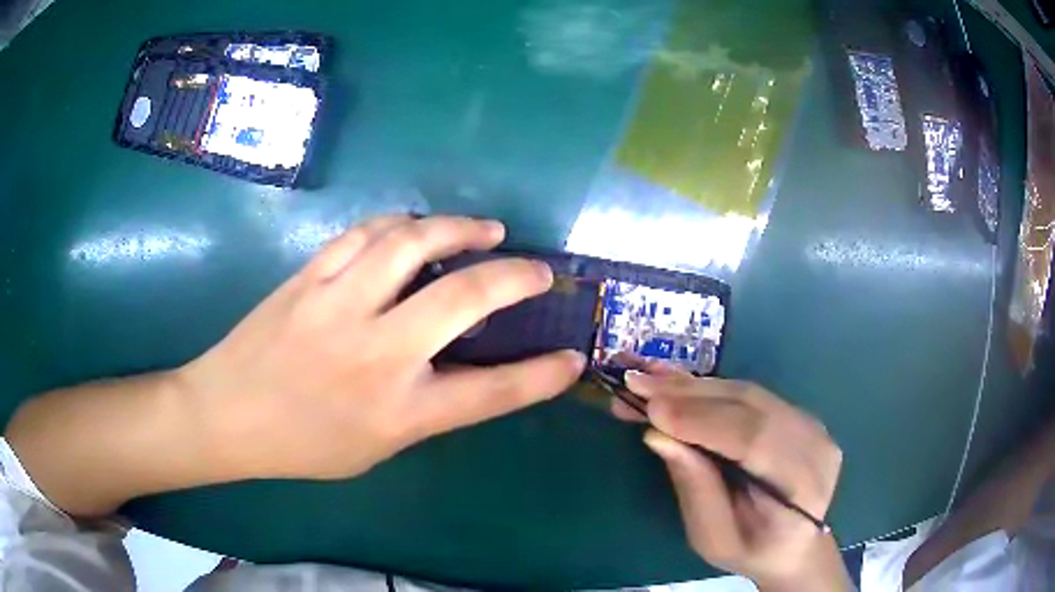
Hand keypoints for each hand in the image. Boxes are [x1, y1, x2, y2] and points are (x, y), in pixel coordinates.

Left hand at [181, 214, 585, 480]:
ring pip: (412, 243)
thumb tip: (457, 368)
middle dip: (515, 278)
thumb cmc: (301, 445)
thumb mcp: (375, 448)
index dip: (542, 376)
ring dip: (459, 228)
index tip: (571, 357)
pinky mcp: (310, 277)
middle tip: (537, 270)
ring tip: (486, 229)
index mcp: (398, 412)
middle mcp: (377, 353)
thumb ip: (422, 408)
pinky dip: (401, 224)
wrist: (226, 414)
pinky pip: (365, 234)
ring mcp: (339, 305)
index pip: (492, 392)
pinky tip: (415, 227)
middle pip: (464, 299)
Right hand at [611, 359, 848, 591]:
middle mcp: (814, 442)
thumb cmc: (751, 551)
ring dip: (694, 385)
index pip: (755, 438)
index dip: (703, 420)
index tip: (651, 409)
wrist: (794, 545)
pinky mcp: (796, 414)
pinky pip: (750, 394)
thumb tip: (658, 435)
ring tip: (647, 378)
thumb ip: (694, 488)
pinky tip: (676, 380)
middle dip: (689, 394)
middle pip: (751, 406)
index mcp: (802, 483)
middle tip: (636, 383)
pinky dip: (709, 388)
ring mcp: (809, 422)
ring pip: (747, 393)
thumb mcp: (714, 537)